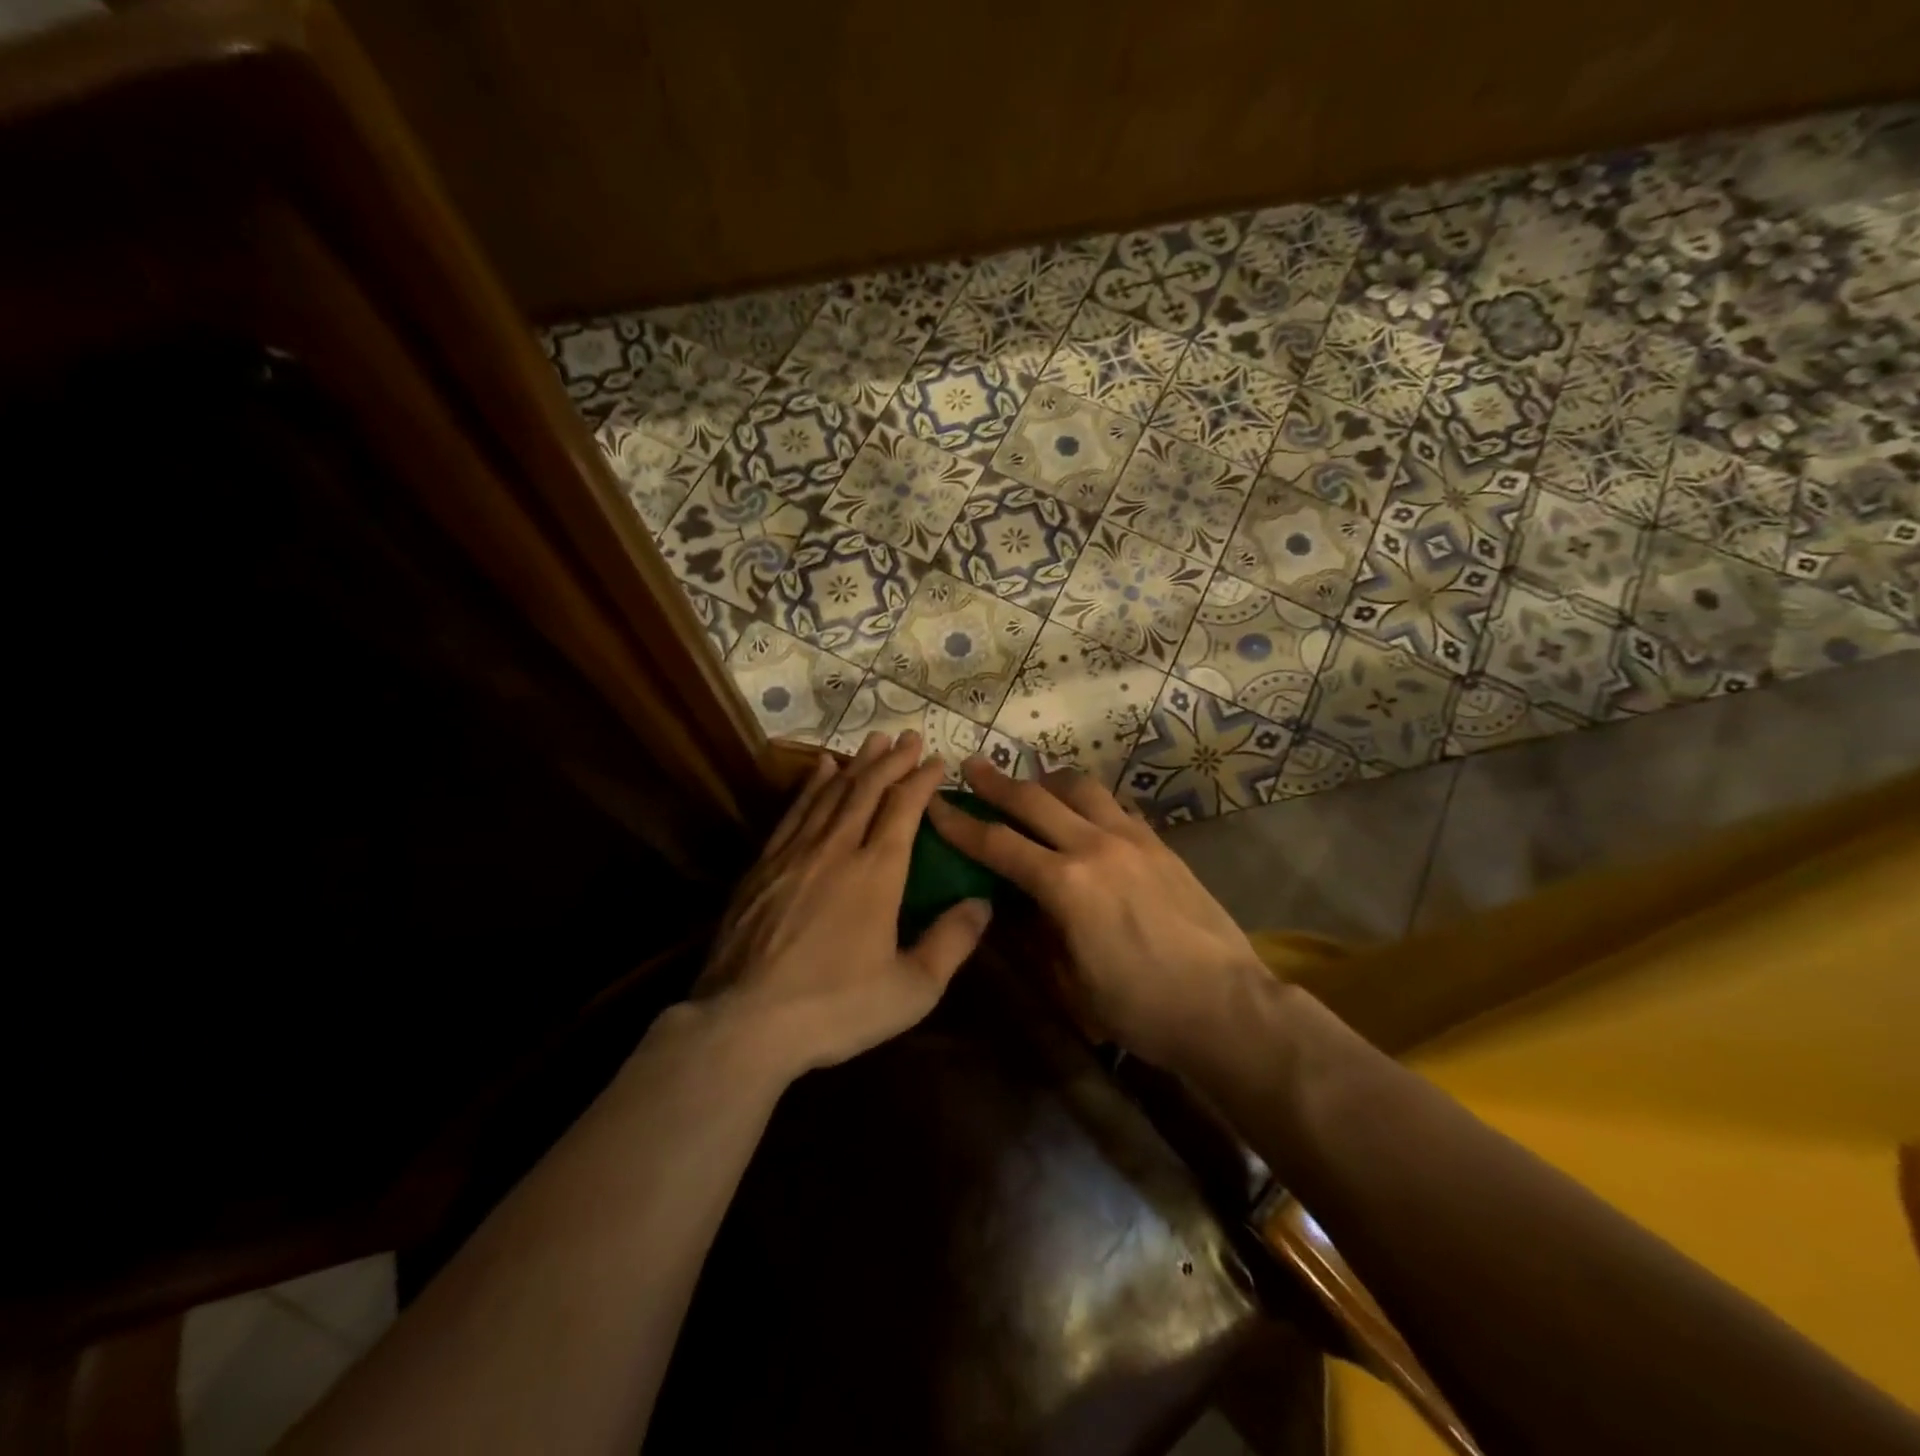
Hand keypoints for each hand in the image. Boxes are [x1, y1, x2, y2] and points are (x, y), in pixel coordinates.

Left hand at [697, 731, 991, 1076]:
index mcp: (877, 872)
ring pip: (831, 793)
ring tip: (872, 741)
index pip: (904, 809)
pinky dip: (810, 786)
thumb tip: (983, 903)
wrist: (745, 1022)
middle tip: (909, 736)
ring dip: (855, 764)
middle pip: (867, 790)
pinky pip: (794, 811)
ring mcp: (795, 853)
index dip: (922, 780)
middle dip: (892, 760)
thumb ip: (952, 942)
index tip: (938, 760)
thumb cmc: (836, 1007)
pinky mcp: (763, 865)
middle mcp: (837, 848)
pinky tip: (818, 769)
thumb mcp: (911, 989)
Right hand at [926, 758, 1263, 1067]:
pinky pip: (1115, 806)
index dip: (960, 823)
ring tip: (1032, 783)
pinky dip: (1088, 801)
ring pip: (1080, 789)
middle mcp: (1095, 847)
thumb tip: (1011, 904)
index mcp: (1065, 885)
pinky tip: (1084, 812)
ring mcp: (1132, 839)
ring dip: (1047, 781)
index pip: (998, 844)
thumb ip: (1035, 935)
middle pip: (1034, 800)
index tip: (936, 804)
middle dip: (996, 782)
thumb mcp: (1070, 984)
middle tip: (972, 765)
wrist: (1226, 1005)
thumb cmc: (1140, 1008)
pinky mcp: (1160, 844)